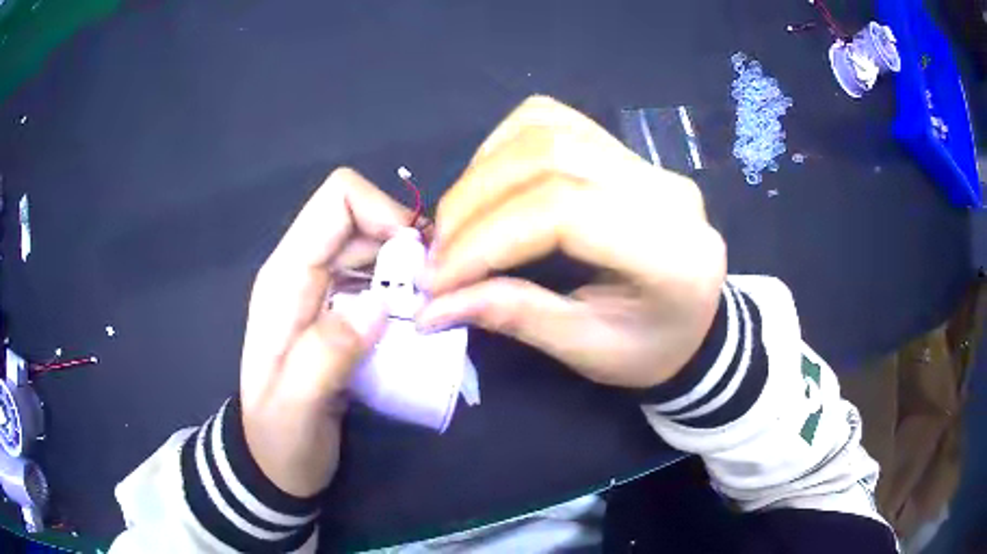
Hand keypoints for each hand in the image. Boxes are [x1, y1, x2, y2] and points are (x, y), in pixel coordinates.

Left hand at [240, 168, 413, 496]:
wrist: (275, 463)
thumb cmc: (280, 436)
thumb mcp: (297, 405)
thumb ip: (327, 354)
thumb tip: (378, 306)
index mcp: (285, 277)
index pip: (338, 201)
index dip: (384, 212)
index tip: (419, 261)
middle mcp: (303, 271)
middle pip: (364, 219)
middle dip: (406, 245)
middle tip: (437, 293)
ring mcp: (323, 292)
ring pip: (377, 248)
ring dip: (410, 271)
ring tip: (433, 311)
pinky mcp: (341, 314)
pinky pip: (381, 281)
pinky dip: (406, 293)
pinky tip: (420, 324)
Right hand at [418, 96, 725, 388]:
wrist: (694, 324)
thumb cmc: (650, 350)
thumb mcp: (588, 349)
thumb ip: (516, 316)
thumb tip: (434, 302)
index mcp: (671, 252)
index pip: (564, 212)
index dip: (487, 240)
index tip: (438, 279)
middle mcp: (664, 189)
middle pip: (550, 156)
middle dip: (474, 202)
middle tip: (438, 253)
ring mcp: (647, 161)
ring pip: (547, 128)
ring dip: (484, 170)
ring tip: (458, 222)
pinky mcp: (626, 150)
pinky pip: (554, 122)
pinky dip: (505, 146)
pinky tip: (490, 184)